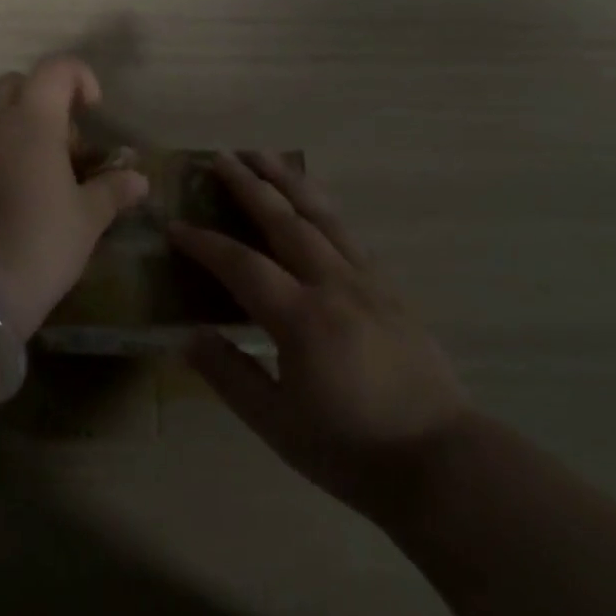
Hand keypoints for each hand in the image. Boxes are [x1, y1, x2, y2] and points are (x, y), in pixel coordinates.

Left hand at [0, 56, 148, 340]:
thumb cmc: (38, 245)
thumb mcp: (87, 220)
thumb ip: (113, 191)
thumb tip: (138, 179)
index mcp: (32, 122)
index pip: (55, 69)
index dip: (80, 77)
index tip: (94, 111)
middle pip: (15, 84)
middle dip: (45, 99)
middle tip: (68, 142)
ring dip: (21, 130)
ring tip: (47, 176)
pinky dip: (1, 156)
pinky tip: (18, 198)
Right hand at [173, 153, 470, 525]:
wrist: (441, 461)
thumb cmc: (352, 450)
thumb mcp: (277, 425)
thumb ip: (230, 376)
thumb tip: (189, 336)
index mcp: (302, 319)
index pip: (242, 265)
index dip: (205, 244)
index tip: (175, 225)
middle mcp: (334, 285)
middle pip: (285, 220)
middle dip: (249, 185)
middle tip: (221, 157)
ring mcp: (367, 281)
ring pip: (322, 215)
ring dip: (288, 181)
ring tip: (263, 155)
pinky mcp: (389, 287)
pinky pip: (348, 233)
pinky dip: (322, 207)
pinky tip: (311, 202)